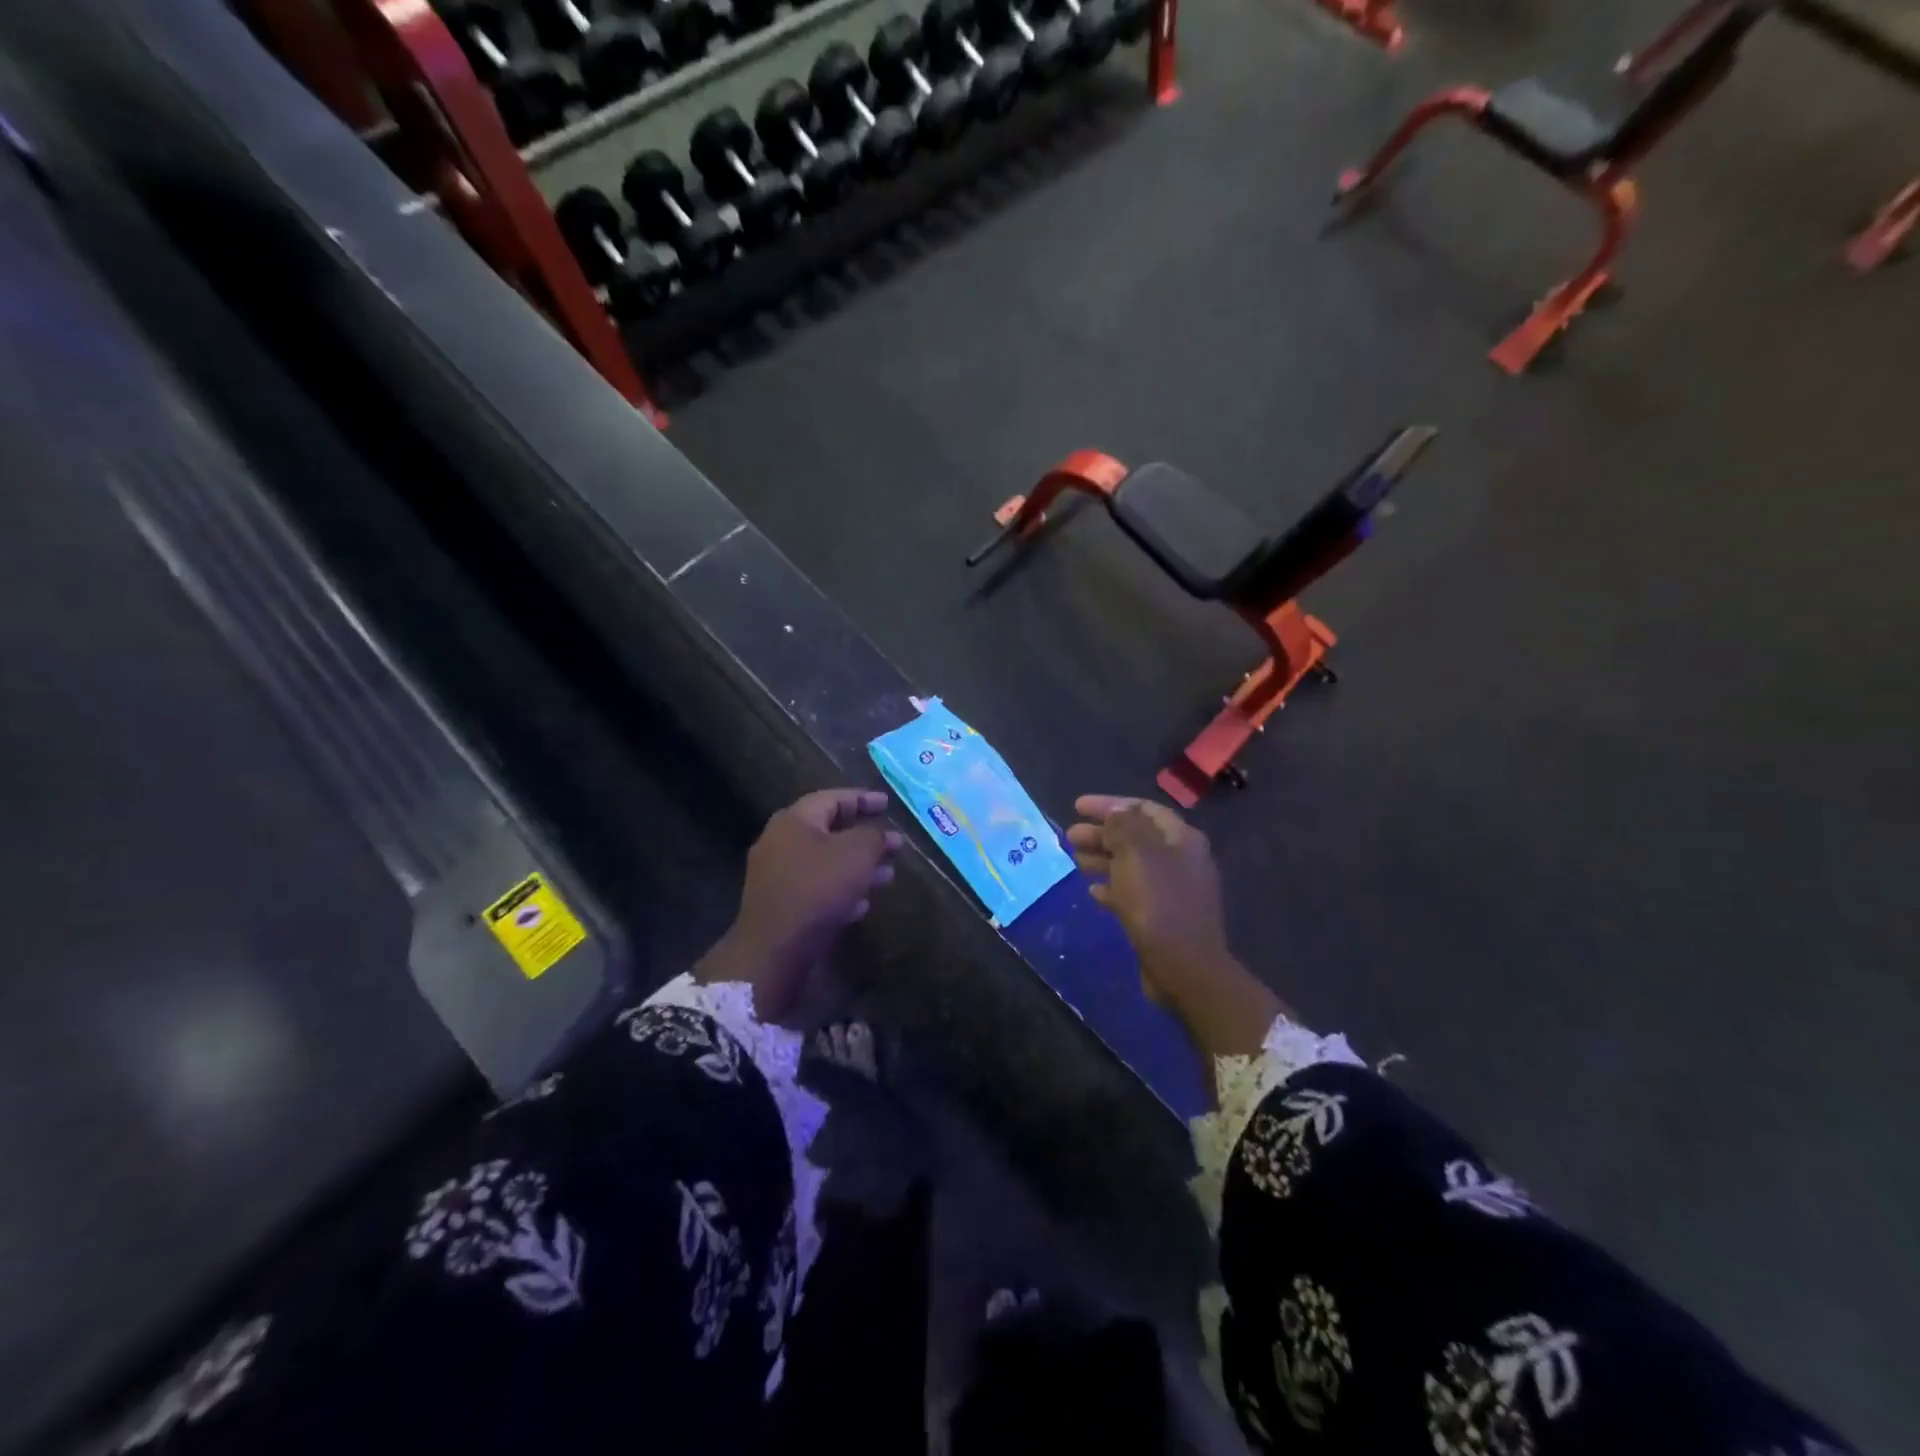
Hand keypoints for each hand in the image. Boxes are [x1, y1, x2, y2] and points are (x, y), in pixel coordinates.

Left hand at [699, 789, 901, 1018]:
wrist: (774, 949)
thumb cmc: (817, 889)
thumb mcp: (857, 854)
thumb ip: (873, 837)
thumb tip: (882, 835)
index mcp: (795, 820)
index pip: (833, 798)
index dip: (863, 799)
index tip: (888, 804)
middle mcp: (780, 842)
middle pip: (829, 831)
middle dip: (865, 838)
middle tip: (894, 845)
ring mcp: (776, 876)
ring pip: (825, 863)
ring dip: (857, 867)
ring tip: (887, 876)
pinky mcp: (779, 906)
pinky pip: (815, 889)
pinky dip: (841, 891)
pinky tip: (861, 904)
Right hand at [1068, 795, 1282, 1059]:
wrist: (1184, 967)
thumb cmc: (1158, 902)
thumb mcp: (1136, 854)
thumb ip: (1122, 826)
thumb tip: (1115, 813)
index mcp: (1181, 839)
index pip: (1142, 808)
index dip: (1109, 804)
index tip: (1076, 807)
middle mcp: (1182, 860)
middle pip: (1136, 837)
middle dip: (1102, 833)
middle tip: (1069, 836)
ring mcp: (1175, 891)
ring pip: (1133, 865)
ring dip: (1103, 859)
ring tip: (1074, 860)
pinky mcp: (1165, 918)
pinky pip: (1135, 894)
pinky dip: (1113, 888)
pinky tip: (1092, 893)